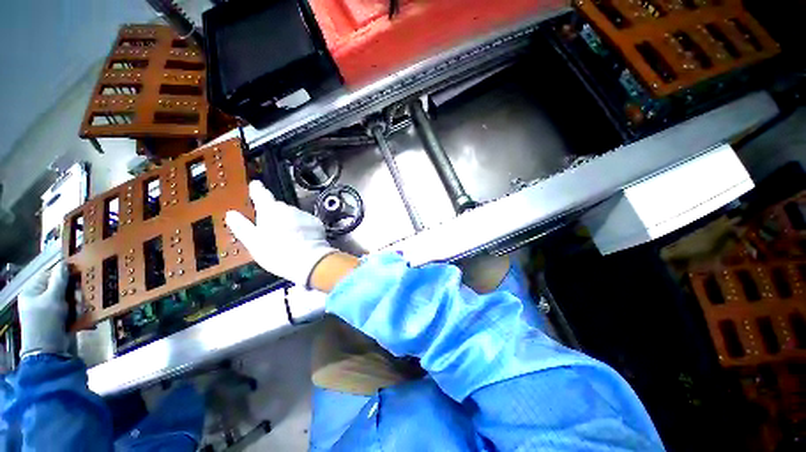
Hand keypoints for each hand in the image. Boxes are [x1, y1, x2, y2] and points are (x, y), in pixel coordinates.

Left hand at [17, 262, 69, 358]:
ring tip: (78, 311)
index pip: (50, 275)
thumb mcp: (52, 300)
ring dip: (77, 303)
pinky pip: (72, 309)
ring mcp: (50, 309)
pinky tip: (78, 317)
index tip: (78, 276)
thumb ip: (59, 281)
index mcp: (33, 291)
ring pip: (70, 298)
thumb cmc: (46, 323)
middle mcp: (40, 298)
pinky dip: (77, 312)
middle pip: (62, 287)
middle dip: (73, 292)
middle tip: (78, 298)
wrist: (50, 352)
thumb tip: (64, 264)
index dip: (64, 275)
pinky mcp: (60, 318)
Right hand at [226, 181, 337, 288]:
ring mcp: (304, 215)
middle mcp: (288, 209)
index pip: (262, 195)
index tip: (256, 184)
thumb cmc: (276, 253)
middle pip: (279, 208)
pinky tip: (302, 239)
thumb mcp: (254, 242)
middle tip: (273, 230)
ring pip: (294, 215)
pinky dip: (303, 227)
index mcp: (270, 211)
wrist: (308, 260)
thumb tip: (231, 214)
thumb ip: (242, 227)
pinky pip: (307, 222)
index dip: (258, 189)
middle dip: (275, 214)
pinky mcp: (317, 223)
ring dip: (290, 222)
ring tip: (289, 238)